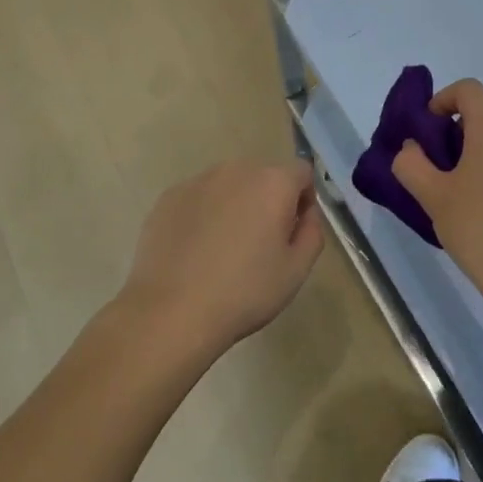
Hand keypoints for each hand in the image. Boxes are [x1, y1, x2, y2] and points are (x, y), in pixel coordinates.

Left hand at [117, 159, 324, 361]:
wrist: (172, 312)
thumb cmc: (244, 292)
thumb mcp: (296, 270)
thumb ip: (312, 232)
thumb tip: (306, 212)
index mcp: (273, 182)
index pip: (301, 173)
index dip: (303, 200)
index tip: (291, 232)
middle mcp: (237, 169)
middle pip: (264, 176)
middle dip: (267, 201)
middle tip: (258, 245)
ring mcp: (199, 180)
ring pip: (229, 185)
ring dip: (234, 205)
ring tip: (222, 250)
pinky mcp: (169, 196)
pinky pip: (199, 198)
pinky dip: (203, 214)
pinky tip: (195, 251)